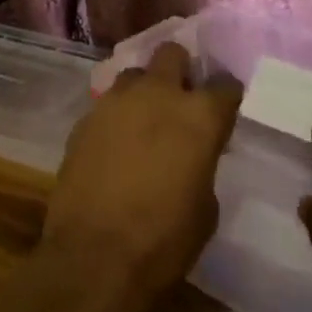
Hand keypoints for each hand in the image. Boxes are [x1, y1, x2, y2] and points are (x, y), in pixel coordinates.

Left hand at [39, 44, 241, 311]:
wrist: (95, 256)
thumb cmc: (164, 241)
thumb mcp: (205, 207)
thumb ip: (202, 162)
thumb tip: (192, 152)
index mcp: (198, 116)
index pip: (224, 85)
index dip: (226, 94)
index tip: (225, 106)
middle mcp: (157, 94)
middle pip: (172, 54)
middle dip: (180, 69)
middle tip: (181, 97)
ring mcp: (116, 101)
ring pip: (135, 73)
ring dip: (144, 90)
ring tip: (144, 119)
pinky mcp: (85, 117)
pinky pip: (108, 103)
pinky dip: (117, 116)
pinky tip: (116, 143)